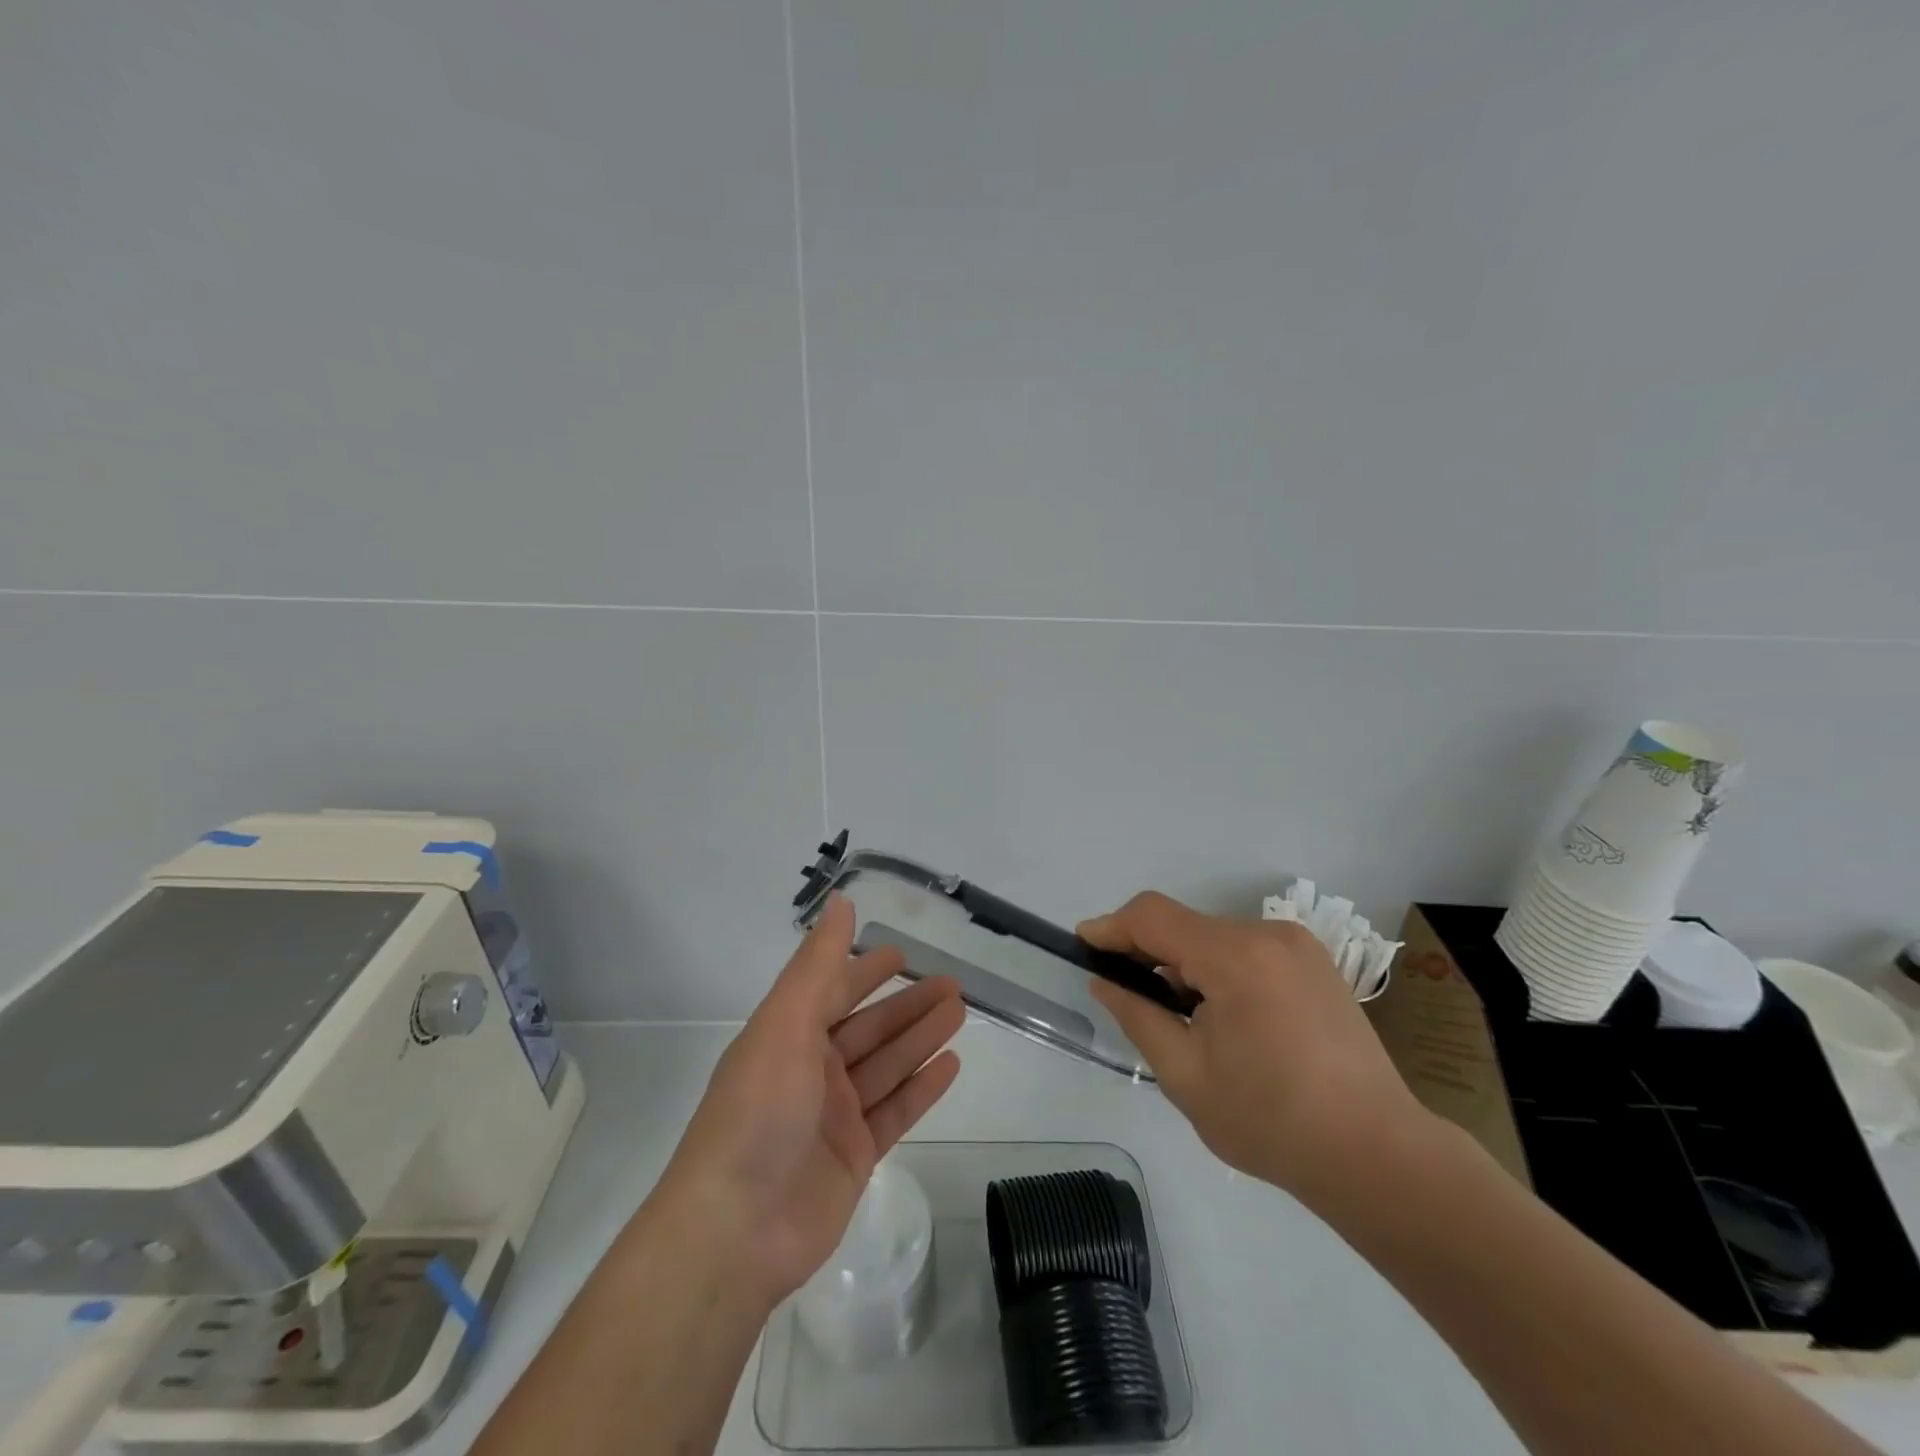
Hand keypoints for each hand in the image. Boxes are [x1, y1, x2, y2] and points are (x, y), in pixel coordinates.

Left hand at [653, 894, 964, 1309]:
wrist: (735, 1231)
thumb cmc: (758, 1112)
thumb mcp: (785, 1023)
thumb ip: (818, 964)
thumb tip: (841, 902)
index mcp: (786, 1036)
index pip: (832, 991)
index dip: (864, 971)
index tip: (901, 954)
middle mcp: (810, 1071)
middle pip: (869, 1027)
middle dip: (908, 1005)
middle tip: (953, 983)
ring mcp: (833, 1116)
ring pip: (887, 1064)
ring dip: (921, 1037)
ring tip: (960, 1012)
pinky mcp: (854, 1156)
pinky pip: (896, 1110)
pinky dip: (922, 1087)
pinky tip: (951, 1065)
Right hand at [1079, 891, 1424, 1205]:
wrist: (1378, 1156)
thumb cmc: (1272, 1121)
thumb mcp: (1185, 1076)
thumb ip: (1138, 1016)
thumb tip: (1106, 981)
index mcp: (1235, 957)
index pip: (1153, 915)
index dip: (1113, 926)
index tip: (1085, 945)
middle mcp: (1268, 934)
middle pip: (1186, 925)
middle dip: (1150, 954)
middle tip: (1132, 999)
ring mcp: (1298, 946)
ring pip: (1216, 937)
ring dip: (1187, 965)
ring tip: (1186, 1021)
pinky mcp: (1316, 963)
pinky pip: (1247, 949)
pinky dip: (1221, 970)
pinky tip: (1227, 1019)